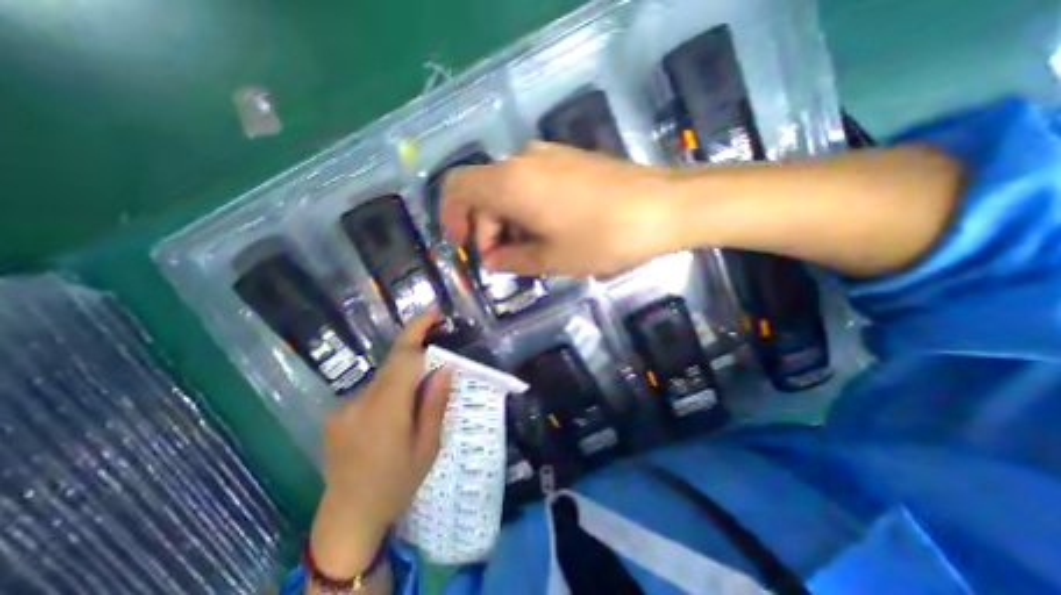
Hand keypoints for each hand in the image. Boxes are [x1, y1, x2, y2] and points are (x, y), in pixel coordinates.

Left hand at [313, 310, 451, 580]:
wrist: (347, 517)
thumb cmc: (397, 482)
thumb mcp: (428, 446)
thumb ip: (435, 402)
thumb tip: (444, 367)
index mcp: (386, 410)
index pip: (403, 357)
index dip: (418, 330)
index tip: (434, 311)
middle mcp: (360, 401)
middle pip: (393, 363)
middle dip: (417, 354)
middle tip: (438, 365)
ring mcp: (343, 407)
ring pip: (383, 377)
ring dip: (403, 380)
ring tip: (413, 409)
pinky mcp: (336, 413)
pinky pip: (371, 390)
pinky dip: (388, 392)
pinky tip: (391, 419)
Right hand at [440, 143, 679, 275]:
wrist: (663, 207)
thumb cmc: (601, 238)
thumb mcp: (550, 259)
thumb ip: (512, 259)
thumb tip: (491, 259)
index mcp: (510, 182)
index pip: (457, 188)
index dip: (451, 216)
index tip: (464, 246)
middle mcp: (524, 160)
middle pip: (485, 192)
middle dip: (487, 229)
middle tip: (506, 262)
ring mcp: (550, 155)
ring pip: (510, 189)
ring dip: (509, 221)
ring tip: (532, 252)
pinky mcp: (571, 160)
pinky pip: (534, 183)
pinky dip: (529, 209)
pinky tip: (550, 231)